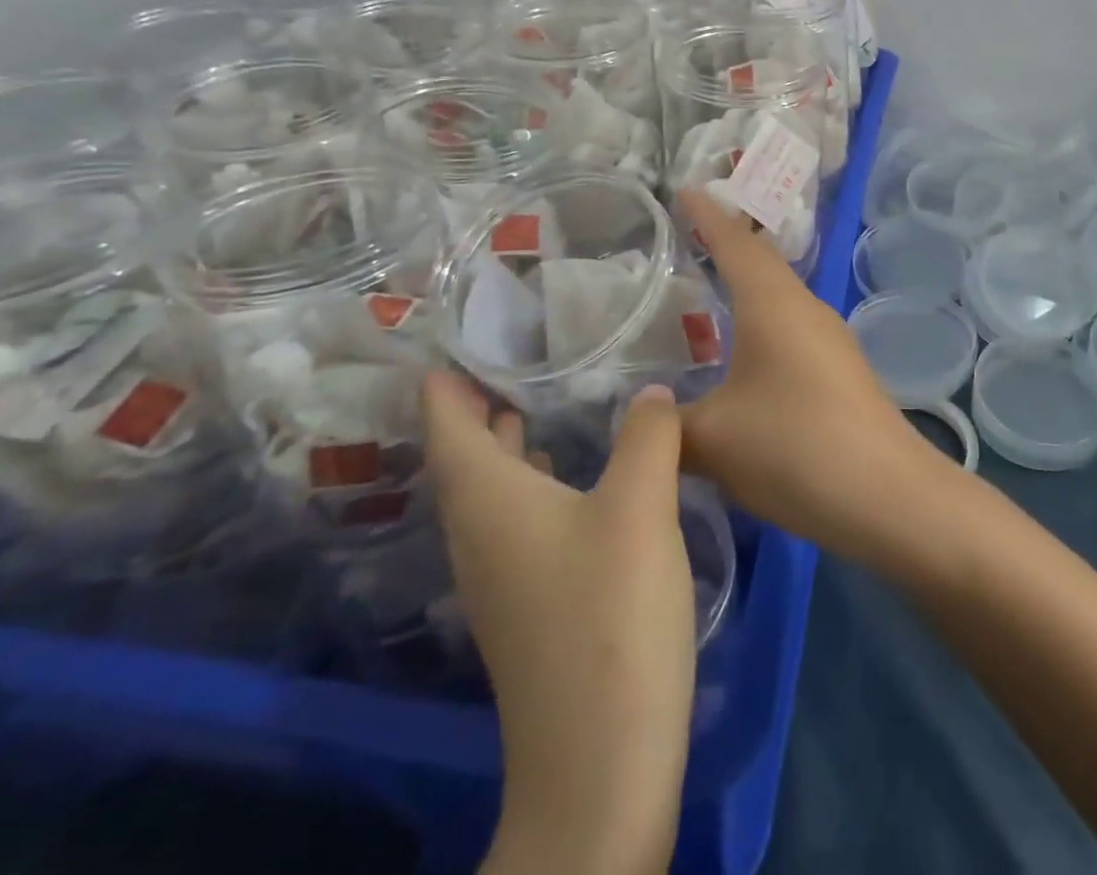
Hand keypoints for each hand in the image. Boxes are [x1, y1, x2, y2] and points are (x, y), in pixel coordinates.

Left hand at [423, 370, 692, 874]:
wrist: (602, 759)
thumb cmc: (611, 614)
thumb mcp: (640, 506)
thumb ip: (648, 435)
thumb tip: (653, 391)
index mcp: (489, 502)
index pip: (445, 426)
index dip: (443, 383)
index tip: (453, 338)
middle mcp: (481, 535)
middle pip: (462, 458)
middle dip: (475, 406)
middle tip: (507, 356)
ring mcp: (503, 577)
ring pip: (491, 492)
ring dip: (504, 445)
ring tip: (534, 401)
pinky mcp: (532, 604)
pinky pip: (517, 519)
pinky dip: (532, 482)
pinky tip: (571, 476)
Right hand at [677, 190, 941, 562]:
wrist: (888, 496)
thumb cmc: (795, 449)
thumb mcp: (713, 440)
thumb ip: (667, 424)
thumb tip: (643, 414)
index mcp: (774, 304)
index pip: (735, 242)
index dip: (706, 215)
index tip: (682, 191)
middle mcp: (805, 308)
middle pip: (760, 262)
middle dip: (724, 243)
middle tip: (684, 235)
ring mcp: (829, 339)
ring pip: (778, 296)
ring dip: (745, 285)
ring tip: (706, 287)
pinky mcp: (840, 370)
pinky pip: (790, 326)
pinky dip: (760, 321)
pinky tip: (742, 349)